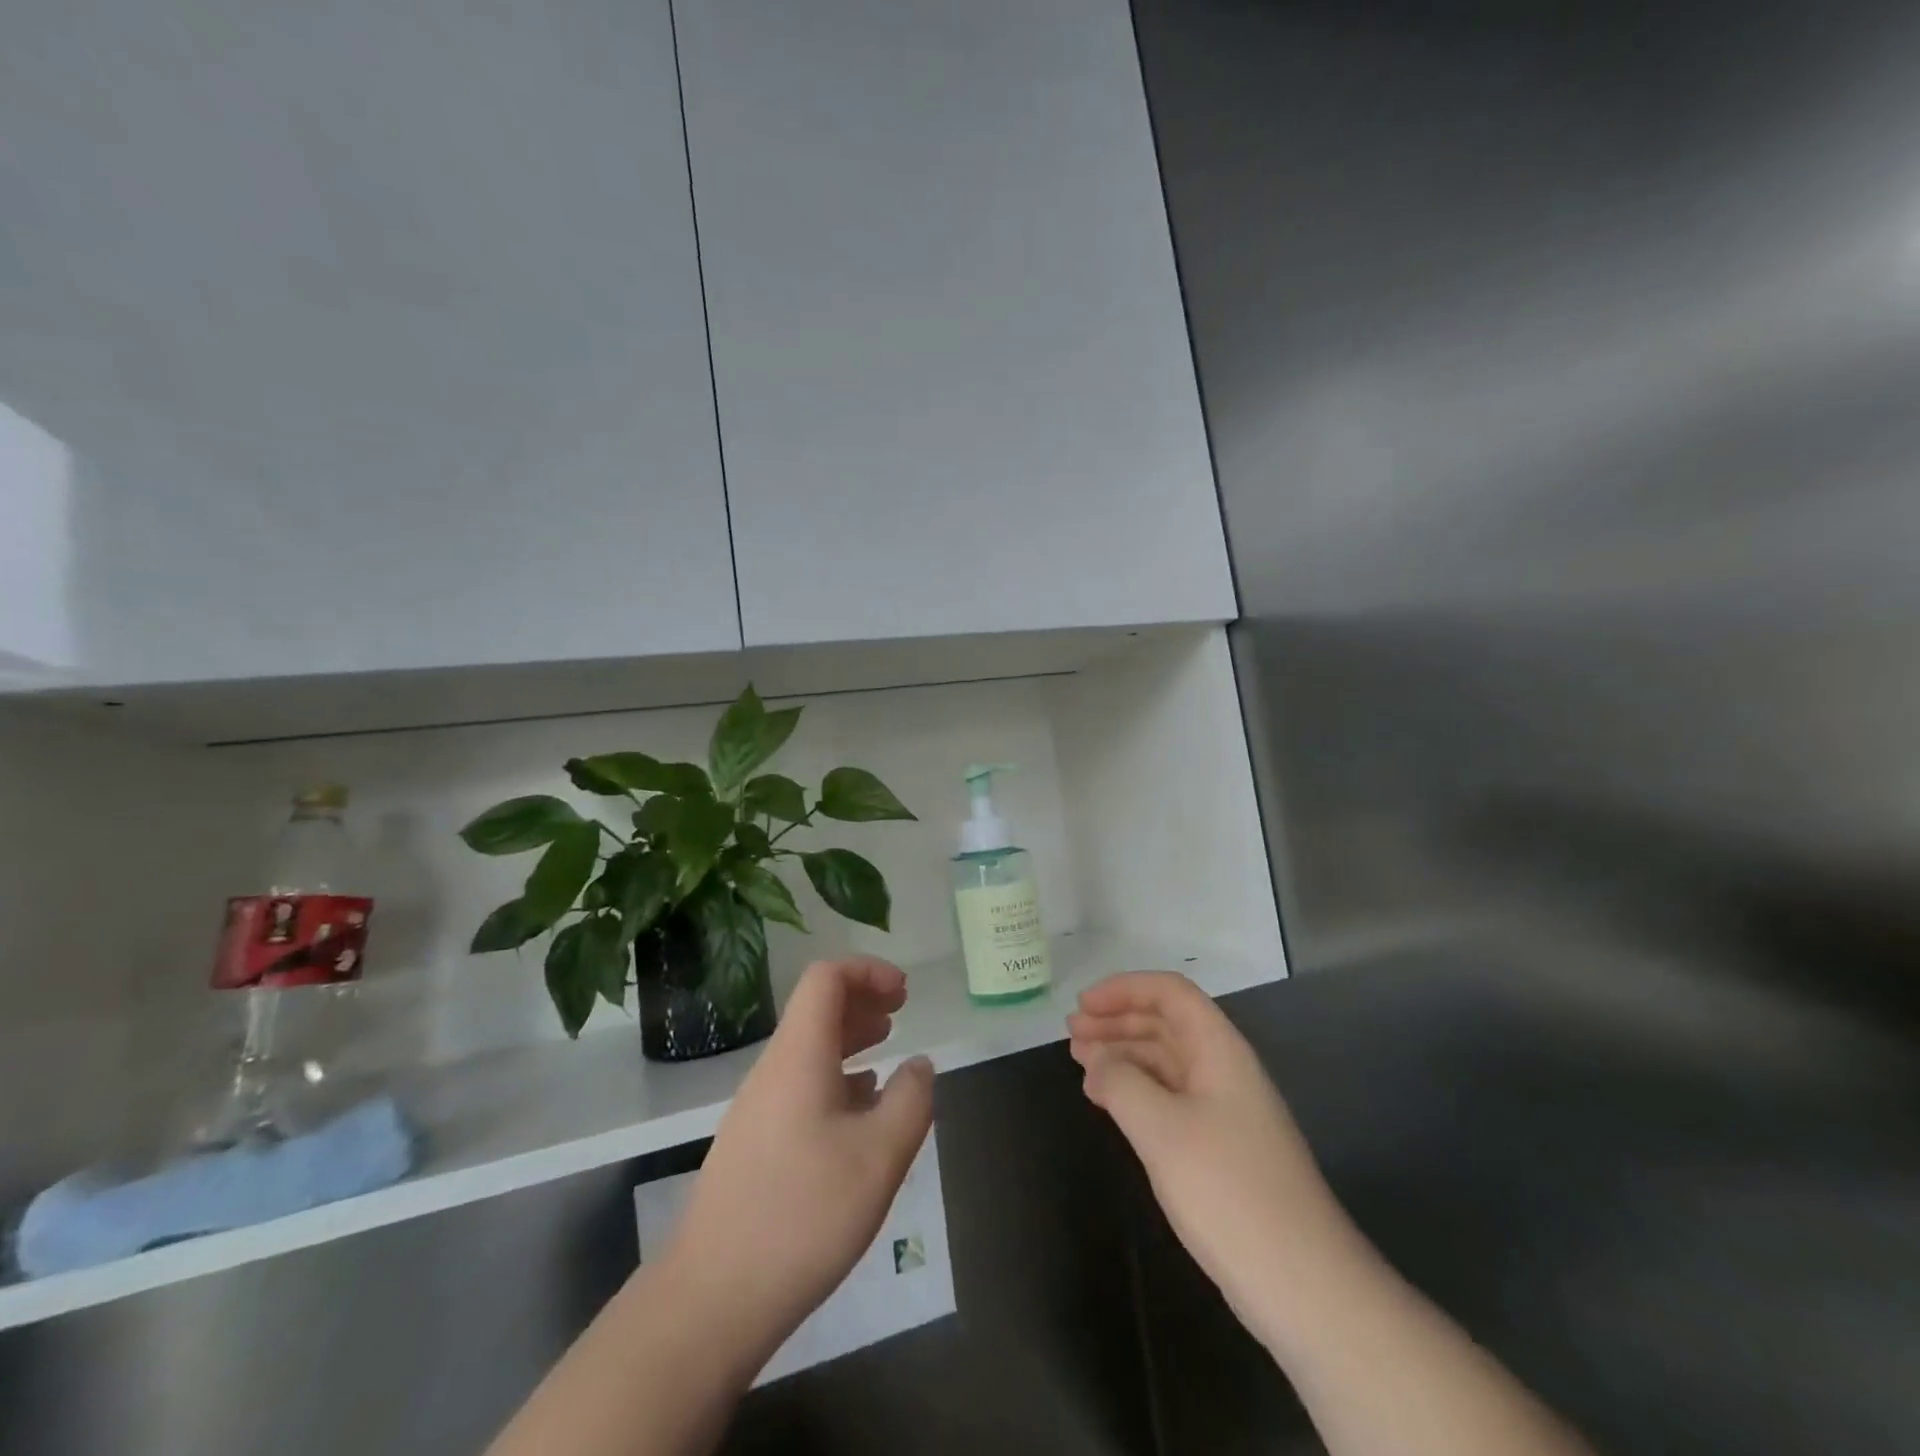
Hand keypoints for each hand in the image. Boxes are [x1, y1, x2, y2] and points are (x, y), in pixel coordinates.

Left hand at [663, 957, 934, 1366]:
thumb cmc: (803, 1215)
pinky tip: (859, 1111)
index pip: (826, 978)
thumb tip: (920, 1064)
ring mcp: (757, 1107)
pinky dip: (835, 1077)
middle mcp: (773, 1069)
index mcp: (799, 1055)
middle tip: (902, 1012)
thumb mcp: (880, 1157)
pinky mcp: (753, 1143)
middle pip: (816, 1009)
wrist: (711, 1298)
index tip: (905, 992)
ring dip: (850, 1038)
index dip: (868, 971)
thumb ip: (911, 1101)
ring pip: (808, 1048)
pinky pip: (799, 1084)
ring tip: (888, 1051)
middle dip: (862, 1000)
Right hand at [1068, 972, 1356, 1350]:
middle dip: (1117, 1020)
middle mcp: (1224, 1070)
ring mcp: (1224, 1111)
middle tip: (1071, 1034)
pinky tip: (1108, 1102)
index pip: (1170, 993)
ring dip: (1122, 1055)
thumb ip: (1121, 1083)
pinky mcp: (1219, 1148)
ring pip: (1165, 1062)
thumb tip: (1097, 1061)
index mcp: (1220, 1050)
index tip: (1083, 1006)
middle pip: (1166, 1024)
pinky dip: (1135, 1091)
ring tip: (1080, 1063)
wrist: (1303, 1284)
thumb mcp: (1162, 1129)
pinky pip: (1169, 1098)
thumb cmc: (1229, 1190)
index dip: (1124, 989)